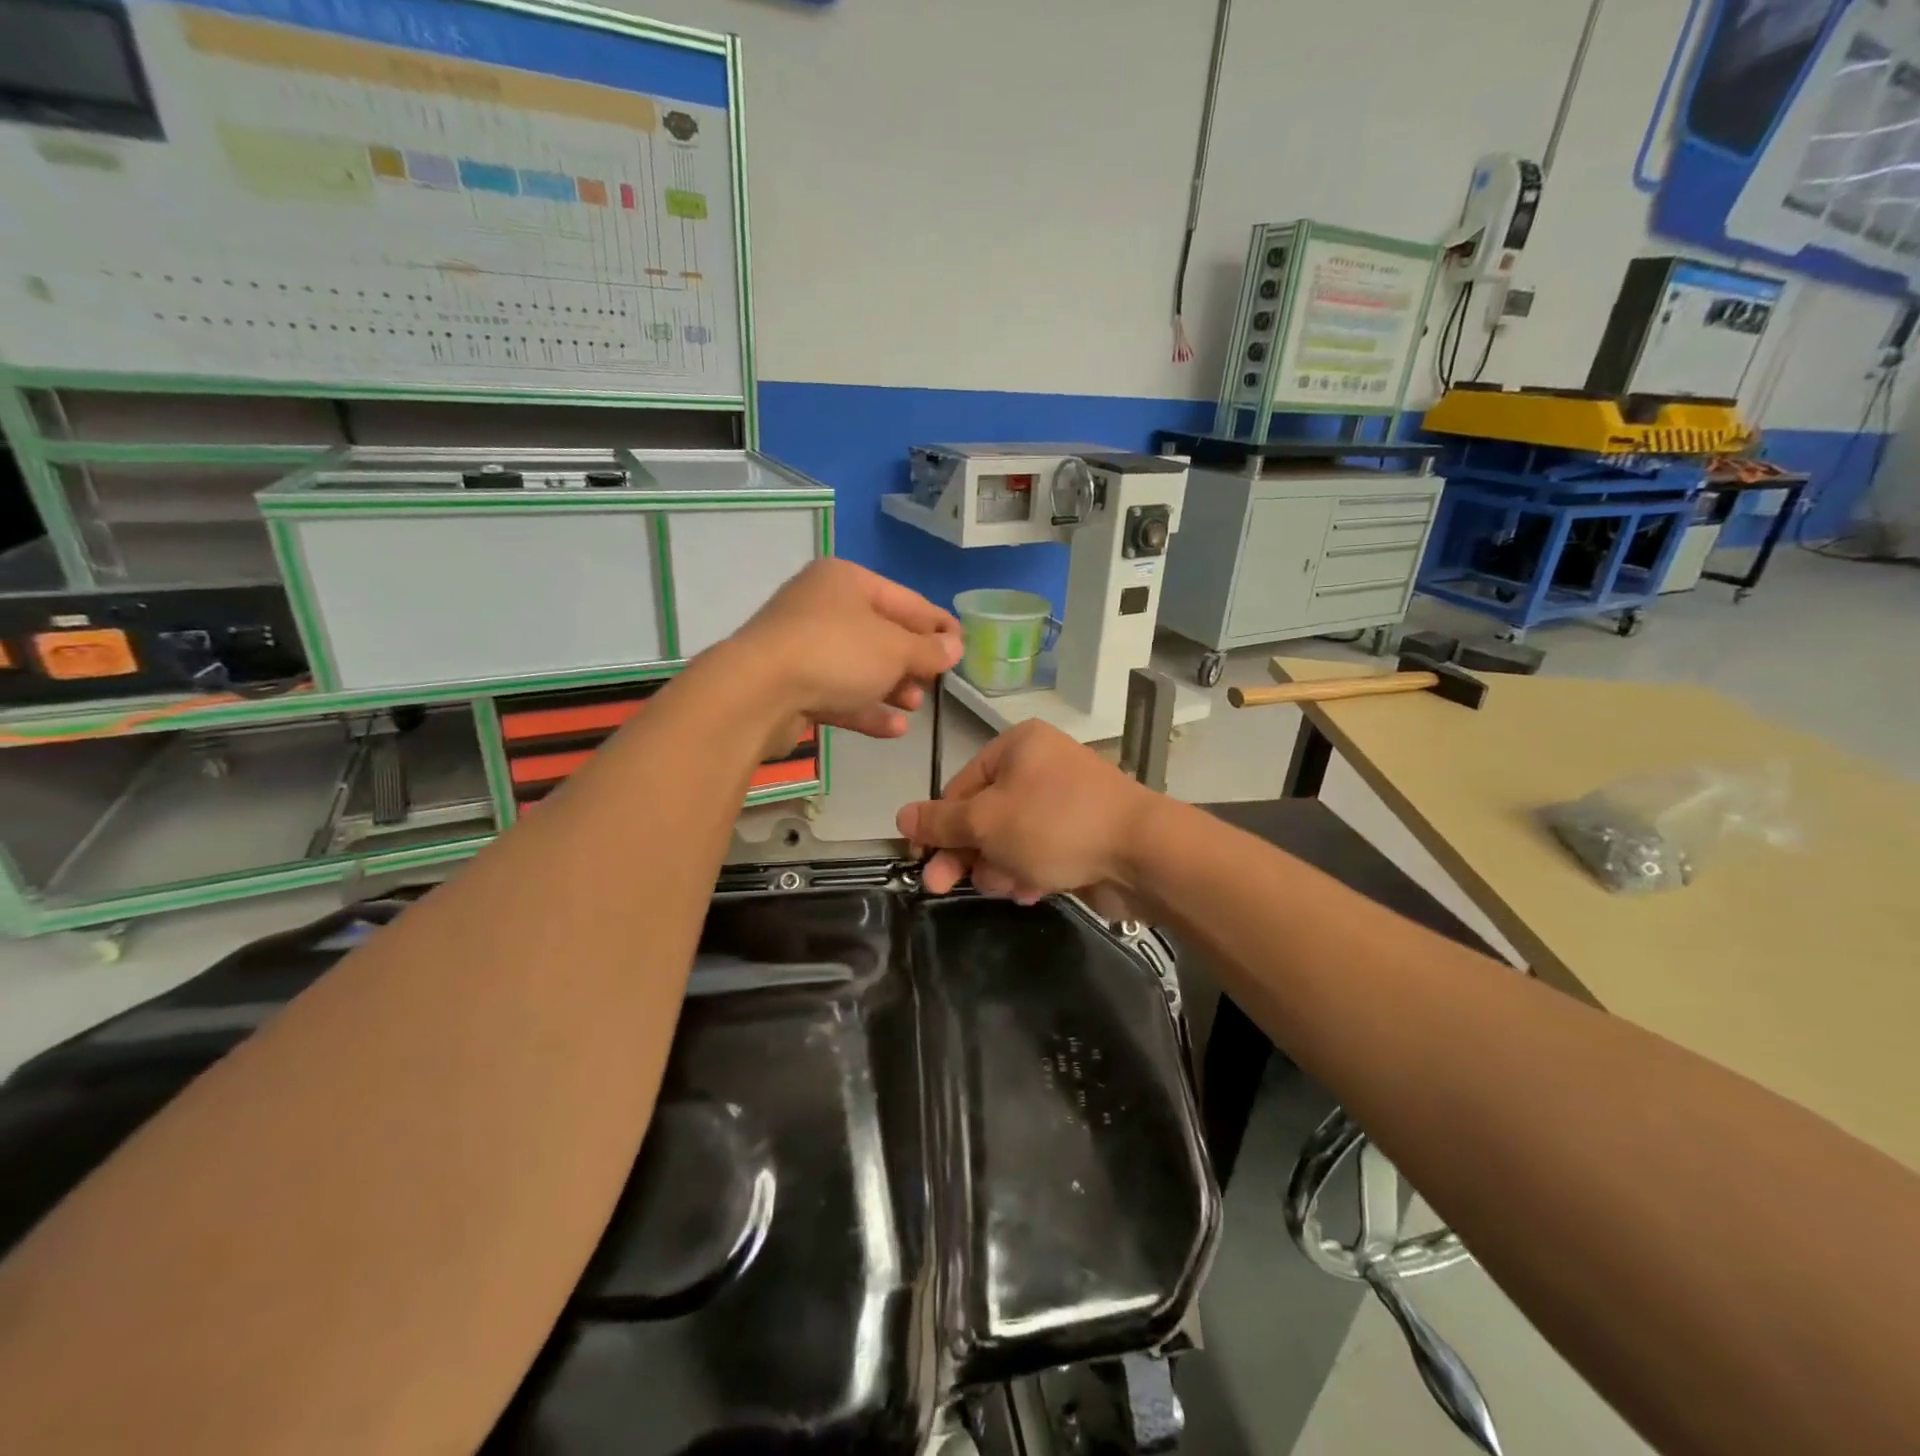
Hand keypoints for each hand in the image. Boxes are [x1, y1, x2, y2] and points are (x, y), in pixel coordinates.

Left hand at [721, 560, 961, 743]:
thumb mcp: (894, 649)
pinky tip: (895, 728)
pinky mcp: (791, 684)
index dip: (937, 624)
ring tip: (915, 706)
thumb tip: (954, 647)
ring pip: (858, 666)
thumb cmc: (835, 653)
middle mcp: (822, 606)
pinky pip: (838, 692)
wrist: (756, 693)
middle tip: (935, 682)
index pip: (905, 600)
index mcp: (846, 580)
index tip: (963, 645)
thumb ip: (928, 649)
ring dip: (891, 687)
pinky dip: (866, 708)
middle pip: (880, 633)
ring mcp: (802, 646)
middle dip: (911, 660)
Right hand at [895, 721, 1156, 903]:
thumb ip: (941, 822)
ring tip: (1008, 885)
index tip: (921, 860)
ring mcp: (1066, 800)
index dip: (938, 824)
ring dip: (1000, 865)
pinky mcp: (1084, 832)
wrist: (1143, 852)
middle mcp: (1041, 766)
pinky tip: (1031, 890)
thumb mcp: (986, 822)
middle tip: (940, 887)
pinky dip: (1030, 869)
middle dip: (967, 852)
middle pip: (985, 813)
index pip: (960, 785)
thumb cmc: (1054, 824)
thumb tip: (901, 817)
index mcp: (1018, 746)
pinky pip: (1042, 850)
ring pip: (1012, 837)